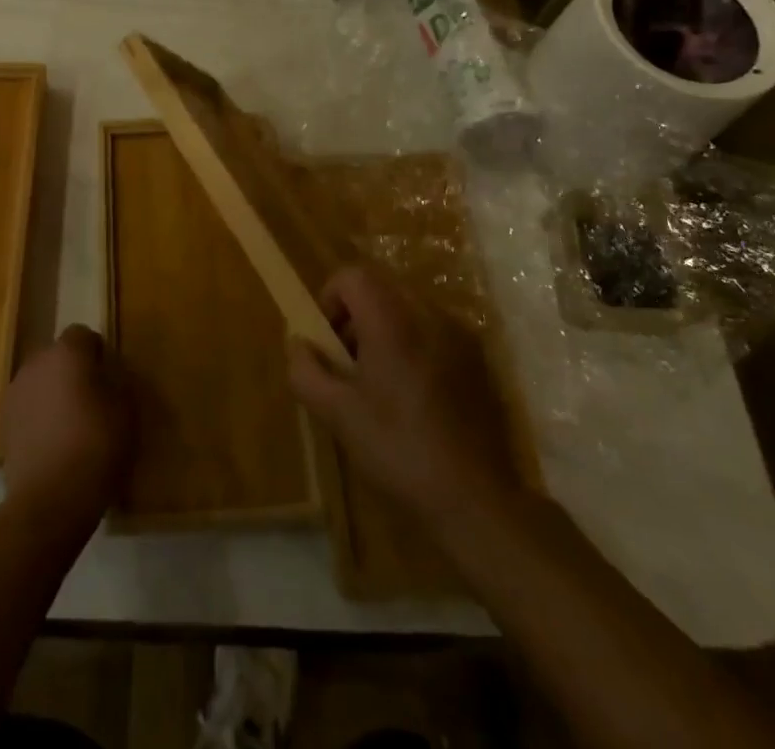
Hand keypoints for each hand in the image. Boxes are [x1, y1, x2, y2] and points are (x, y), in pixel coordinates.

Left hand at [0, 324, 133, 529]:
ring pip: (40, 382)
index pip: (83, 334)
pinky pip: (28, 408)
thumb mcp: (126, 408)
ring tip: (71, 425)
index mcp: (67, 352)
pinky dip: (39, 417)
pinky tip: (53, 444)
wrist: (51, 499)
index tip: (109, 377)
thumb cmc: (96, 445)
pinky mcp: (3, 424)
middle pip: (58, 357)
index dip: (97, 352)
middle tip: (93, 400)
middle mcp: (35, 363)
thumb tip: (108, 371)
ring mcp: (15, 393)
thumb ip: (117, 379)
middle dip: (73, 371)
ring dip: (54, 394)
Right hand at [288, 266, 521, 533]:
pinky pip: (433, 329)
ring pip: (407, 306)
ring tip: (379, 380)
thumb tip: (297, 343)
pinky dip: (413, 342)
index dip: (331, 298)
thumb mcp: (338, 415)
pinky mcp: (477, 357)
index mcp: (393, 321)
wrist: (475, 498)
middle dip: (356, 314)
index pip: (353, 275)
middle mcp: (428, 314)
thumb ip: (306, 371)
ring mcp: (458, 333)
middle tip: (349, 361)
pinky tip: (413, 393)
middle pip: (381, 286)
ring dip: (384, 327)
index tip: (328, 340)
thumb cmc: (399, 450)